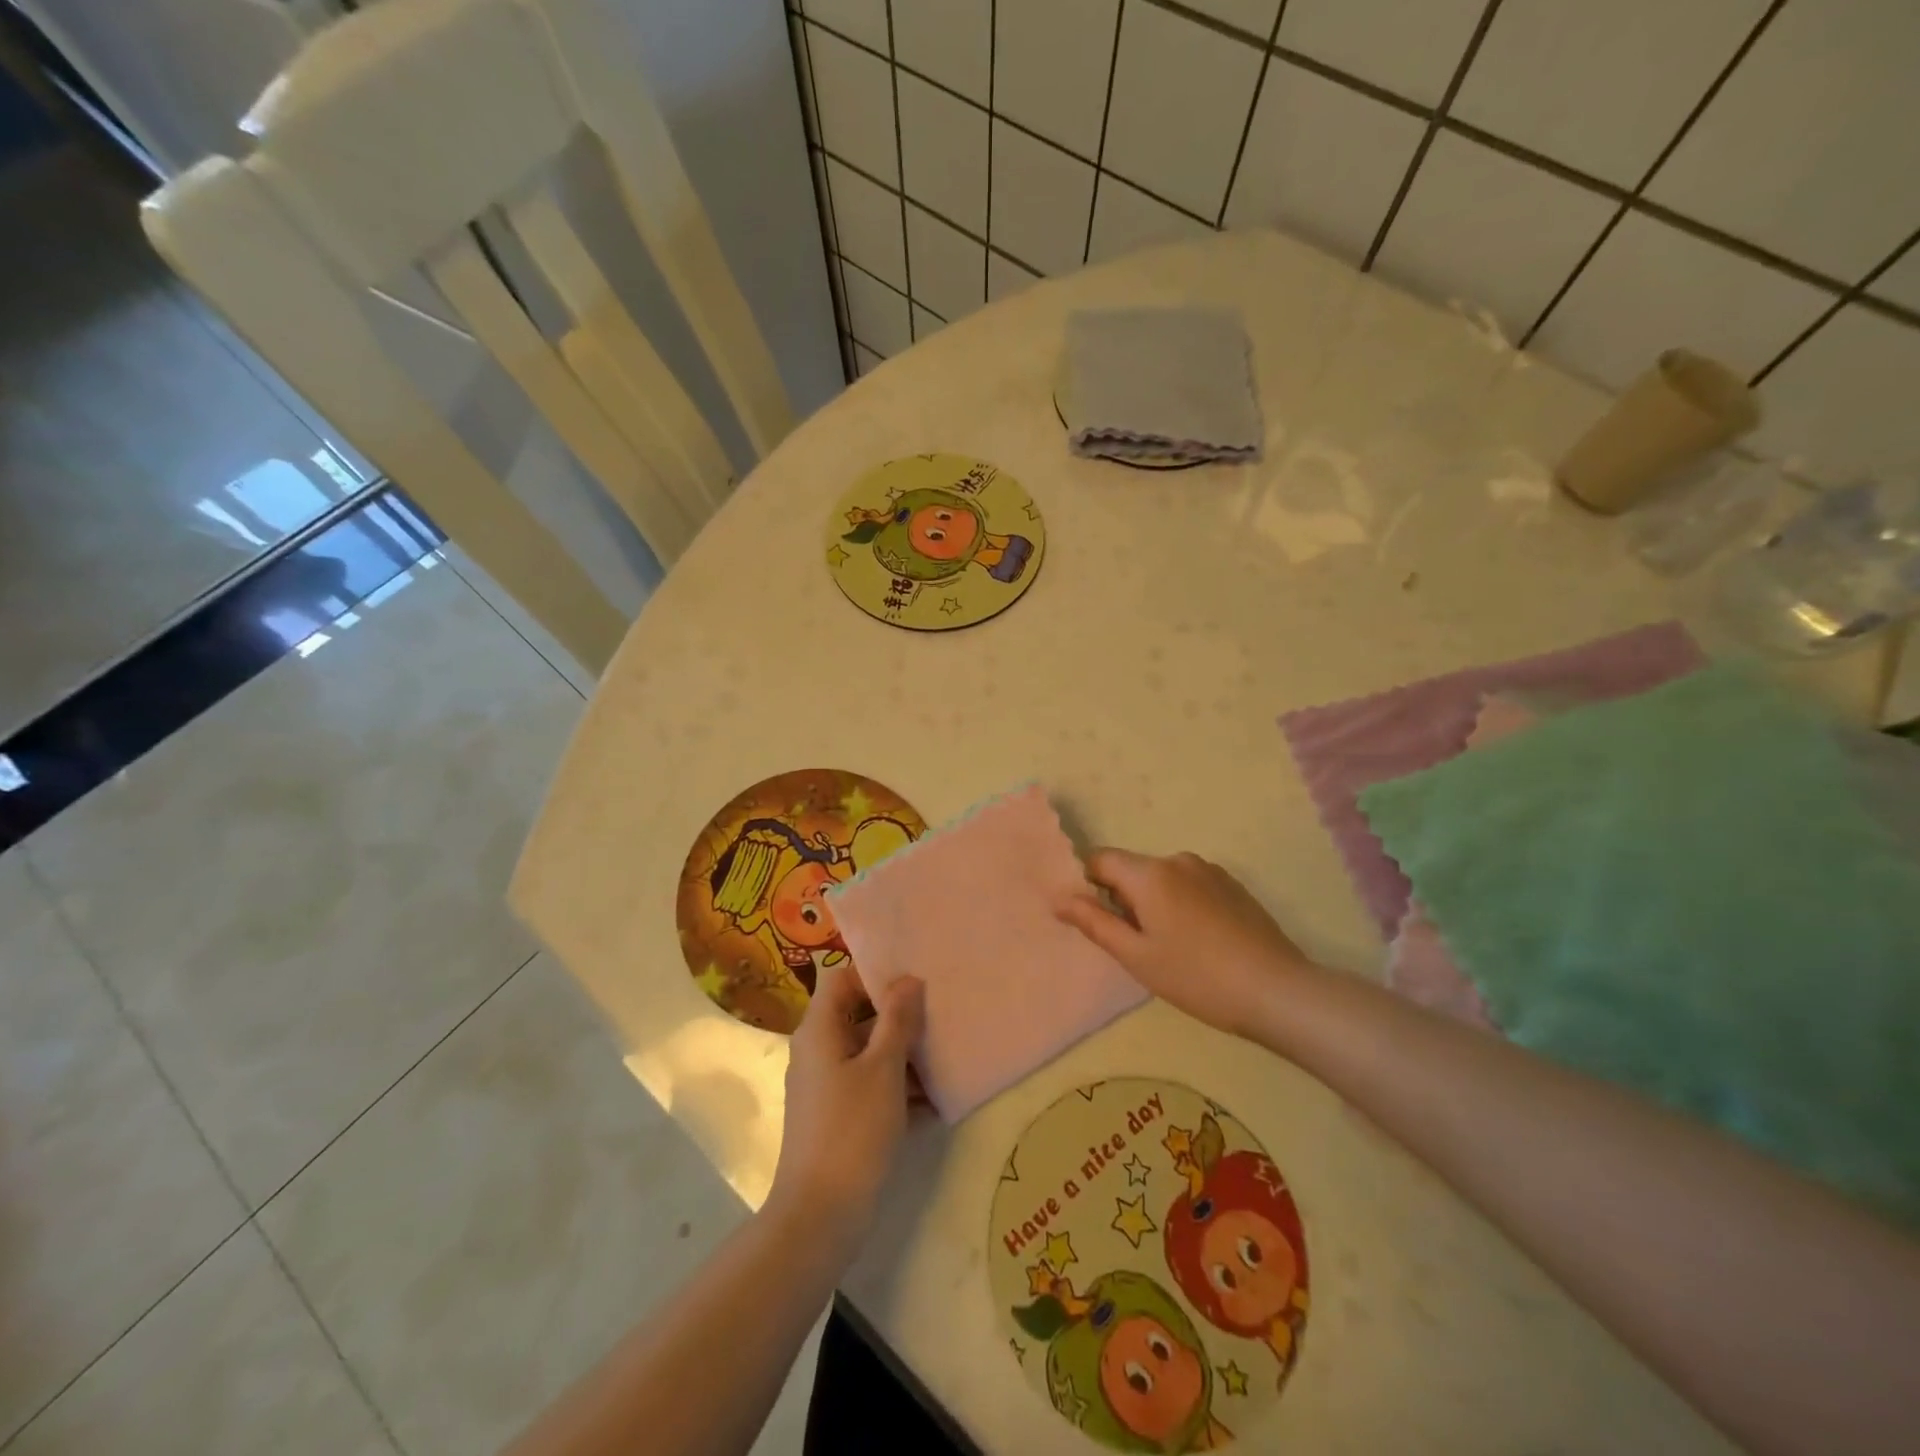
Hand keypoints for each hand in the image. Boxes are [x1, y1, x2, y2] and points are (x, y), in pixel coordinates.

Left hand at [769, 964, 924, 1237]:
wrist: (820, 1217)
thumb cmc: (852, 1130)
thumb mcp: (883, 1069)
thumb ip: (897, 1020)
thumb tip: (909, 980)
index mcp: (819, 1030)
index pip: (842, 979)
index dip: (875, 974)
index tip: (915, 980)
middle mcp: (817, 1051)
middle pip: (858, 1015)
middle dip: (898, 1016)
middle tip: (939, 1013)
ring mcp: (825, 1087)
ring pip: (867, 1054)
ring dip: (903, 1054)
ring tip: (946, 1055)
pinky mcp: (837, 1118)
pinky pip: (869, 1086)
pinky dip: (897, 1087)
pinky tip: (935, 1100)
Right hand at [1059, 849, 1321, 1038]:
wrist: (1275, 990)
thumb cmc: (1196, 977)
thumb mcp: (1136, 956)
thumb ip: (1094, 922)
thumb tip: (1059, 899)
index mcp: (1149, 874)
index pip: (1100, 859)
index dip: (1087, 884)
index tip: (1094, 919)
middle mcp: (1177, 860)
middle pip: (1132, 870)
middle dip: (1123, 898)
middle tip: (1135, 945)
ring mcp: (1209, 870)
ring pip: (1162, 879)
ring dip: (1153, 902)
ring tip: (1170, 947)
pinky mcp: (1232, 885)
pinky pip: (1189, 885)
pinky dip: (1181, 904)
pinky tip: (1199, 941)